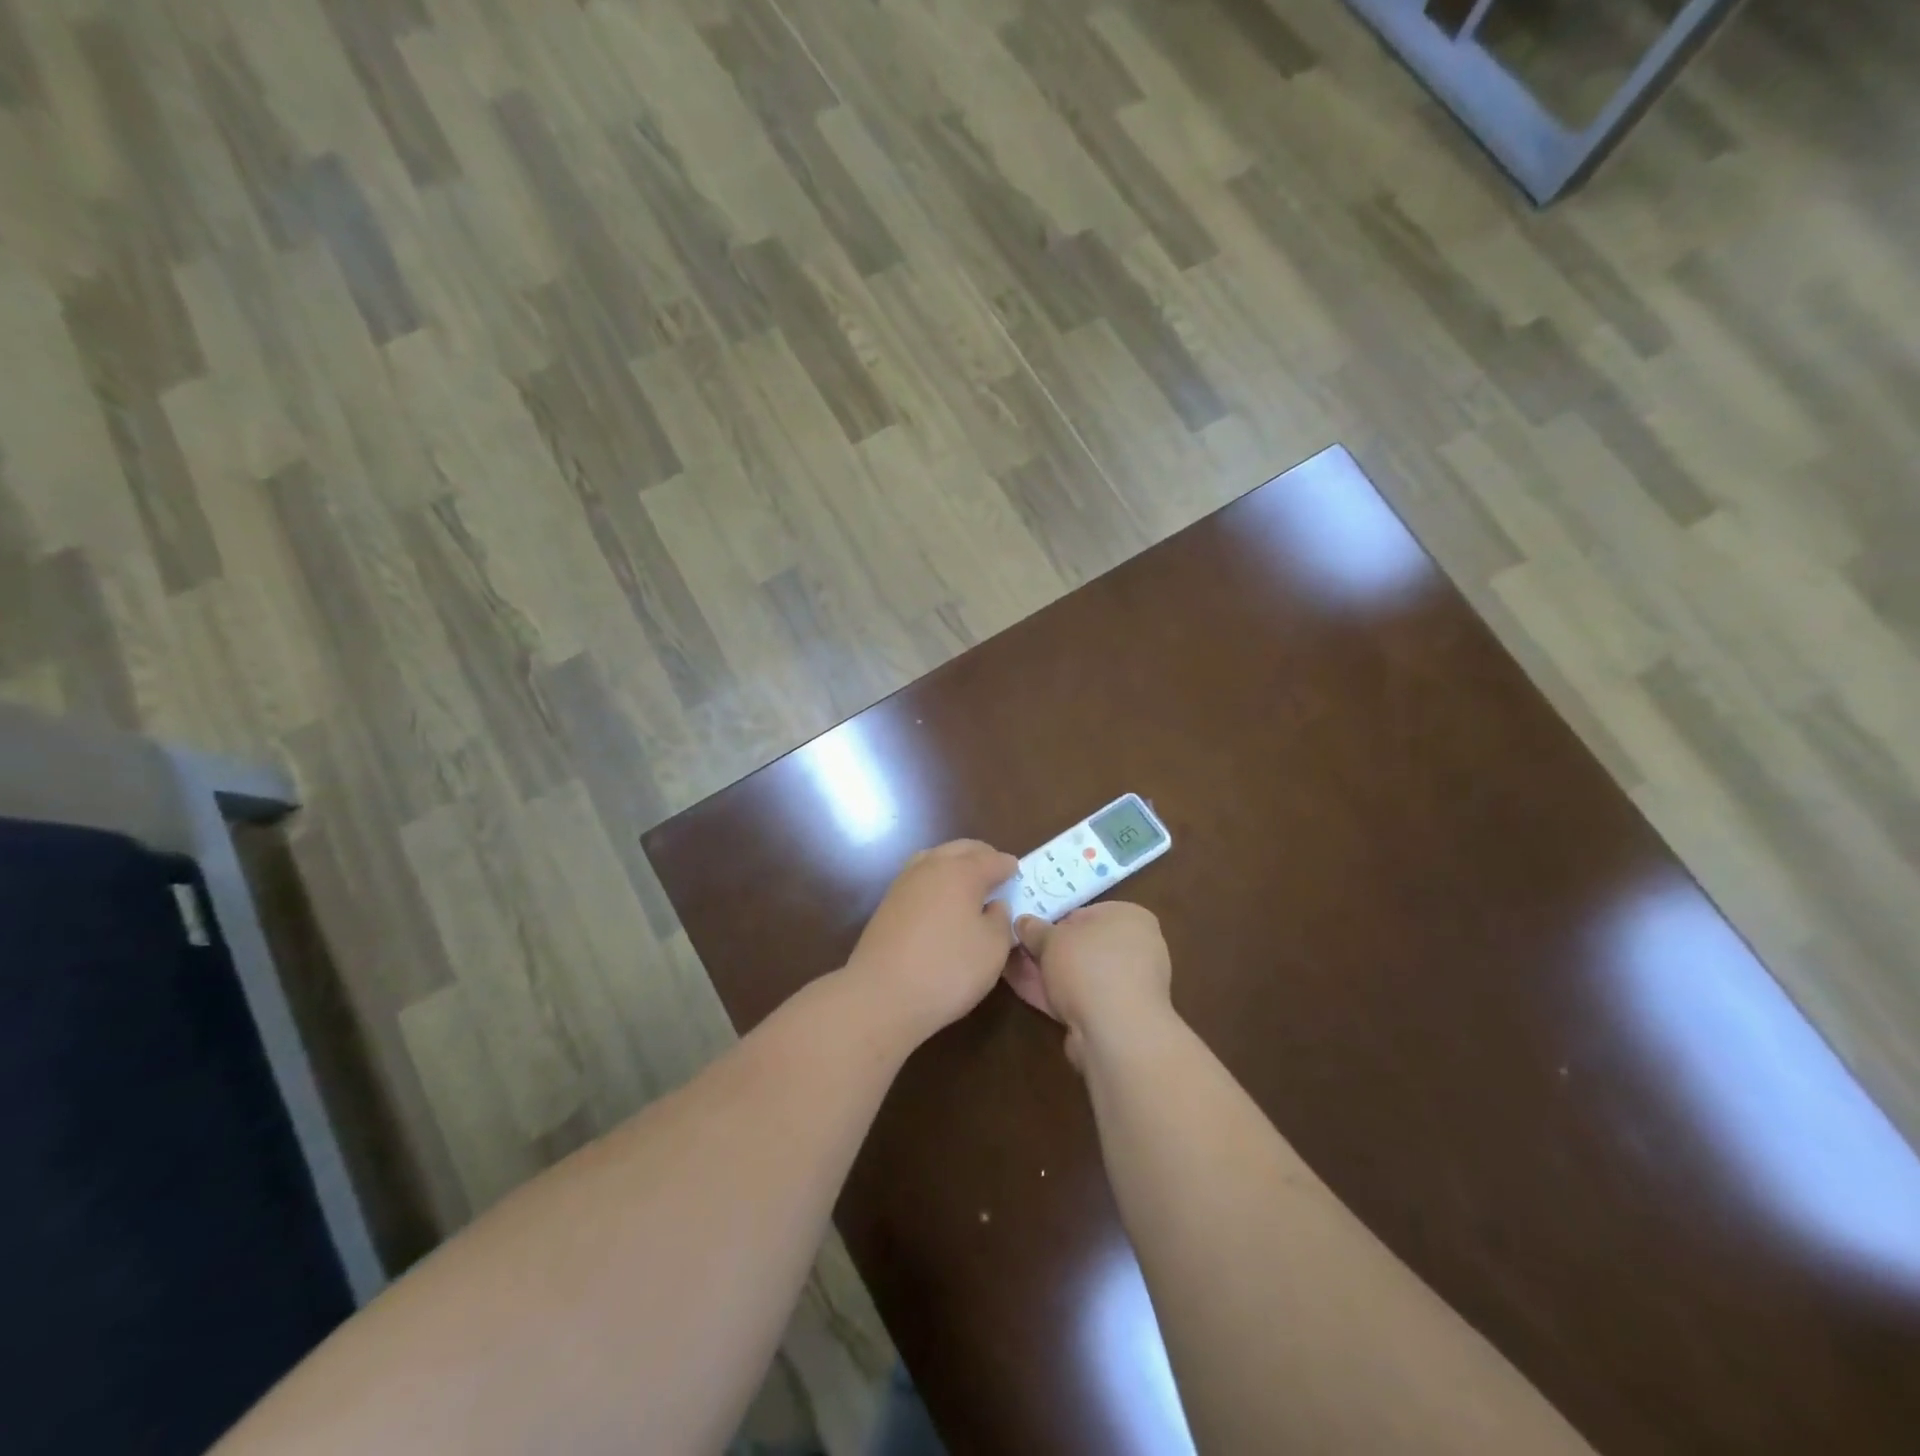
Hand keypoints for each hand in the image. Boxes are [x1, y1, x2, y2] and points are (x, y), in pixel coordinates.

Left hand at [844, 839, 1018, 1044]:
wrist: (881, 995)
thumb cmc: (948, 969)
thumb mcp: (993, 948)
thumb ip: (1000, 920)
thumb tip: (993, 905)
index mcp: (962, 871)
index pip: (992, 859)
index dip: (1008, 866)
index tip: (1018, 872)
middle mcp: (931, 867)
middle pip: (961, 849)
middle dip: (982, 856)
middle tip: (997, 873)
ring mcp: (904, 882)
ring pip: (936, 858)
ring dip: (955, 864)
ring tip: (969, 884)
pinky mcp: (888, 903)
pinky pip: (920, 878)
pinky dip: (936, 881)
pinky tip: (942, 902)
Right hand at [1005, 902, 1172, 1068]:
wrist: (1117, 1033)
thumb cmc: (1088, 966)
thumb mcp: (1052, 938)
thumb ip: (1034, 929)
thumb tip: (1023, 922)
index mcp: (1131, 918)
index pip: (1085, 913)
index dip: (1053, 920)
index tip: (1028, 928)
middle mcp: (1136, 948)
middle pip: (1081, 945)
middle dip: (1047, 949)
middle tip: (1014, 947)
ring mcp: (1127, 986)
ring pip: (1078, 974)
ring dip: (1045, 972)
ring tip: (1008, 966)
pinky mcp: (1116, 1017)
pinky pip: (1079, 998)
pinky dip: (1053, 993)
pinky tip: (1021, 988)